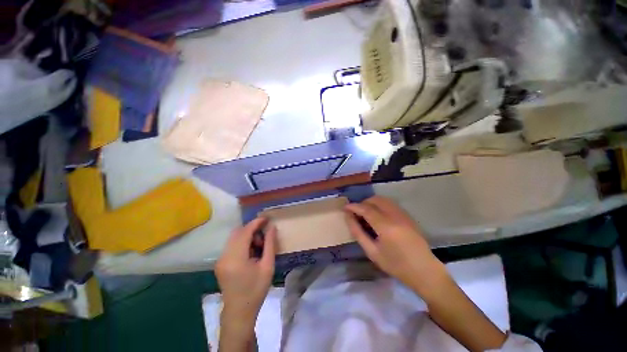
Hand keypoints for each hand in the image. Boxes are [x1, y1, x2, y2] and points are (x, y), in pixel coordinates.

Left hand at [216, 218, 276, 330]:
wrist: (239, 312)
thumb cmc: (256, 290)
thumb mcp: (267, 266)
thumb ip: (270, 244)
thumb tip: (272, 227)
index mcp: (236, 258)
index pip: (245, 232)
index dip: (256, 223)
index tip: (266, 219)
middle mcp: (224, 256)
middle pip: (238, 232)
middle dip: (252, 229)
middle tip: (264, 237)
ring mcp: (220, 259)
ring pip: (234, 237)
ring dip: (247, 236)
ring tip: (259, 247)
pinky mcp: (220, 262)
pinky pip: (232, 245)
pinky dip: (242, 243)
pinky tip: (251, 252)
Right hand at [346, 196, 506, 350]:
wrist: (425, 271)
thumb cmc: (396, 265)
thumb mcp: (372, 252)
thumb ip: (358, 233)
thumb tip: (348, 217)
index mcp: (385, 226)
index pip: (365, 209)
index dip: (354, 206)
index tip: (345, 208)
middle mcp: (395, 215)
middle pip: (375, 200)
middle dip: (363, 203)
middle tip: (356, 213)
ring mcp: (403, 214)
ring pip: (383, 200)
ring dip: (372, 203)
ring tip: (365, 214)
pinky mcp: (408, 216)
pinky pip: (390, 204)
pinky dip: (380, 205)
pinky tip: (378, 216)